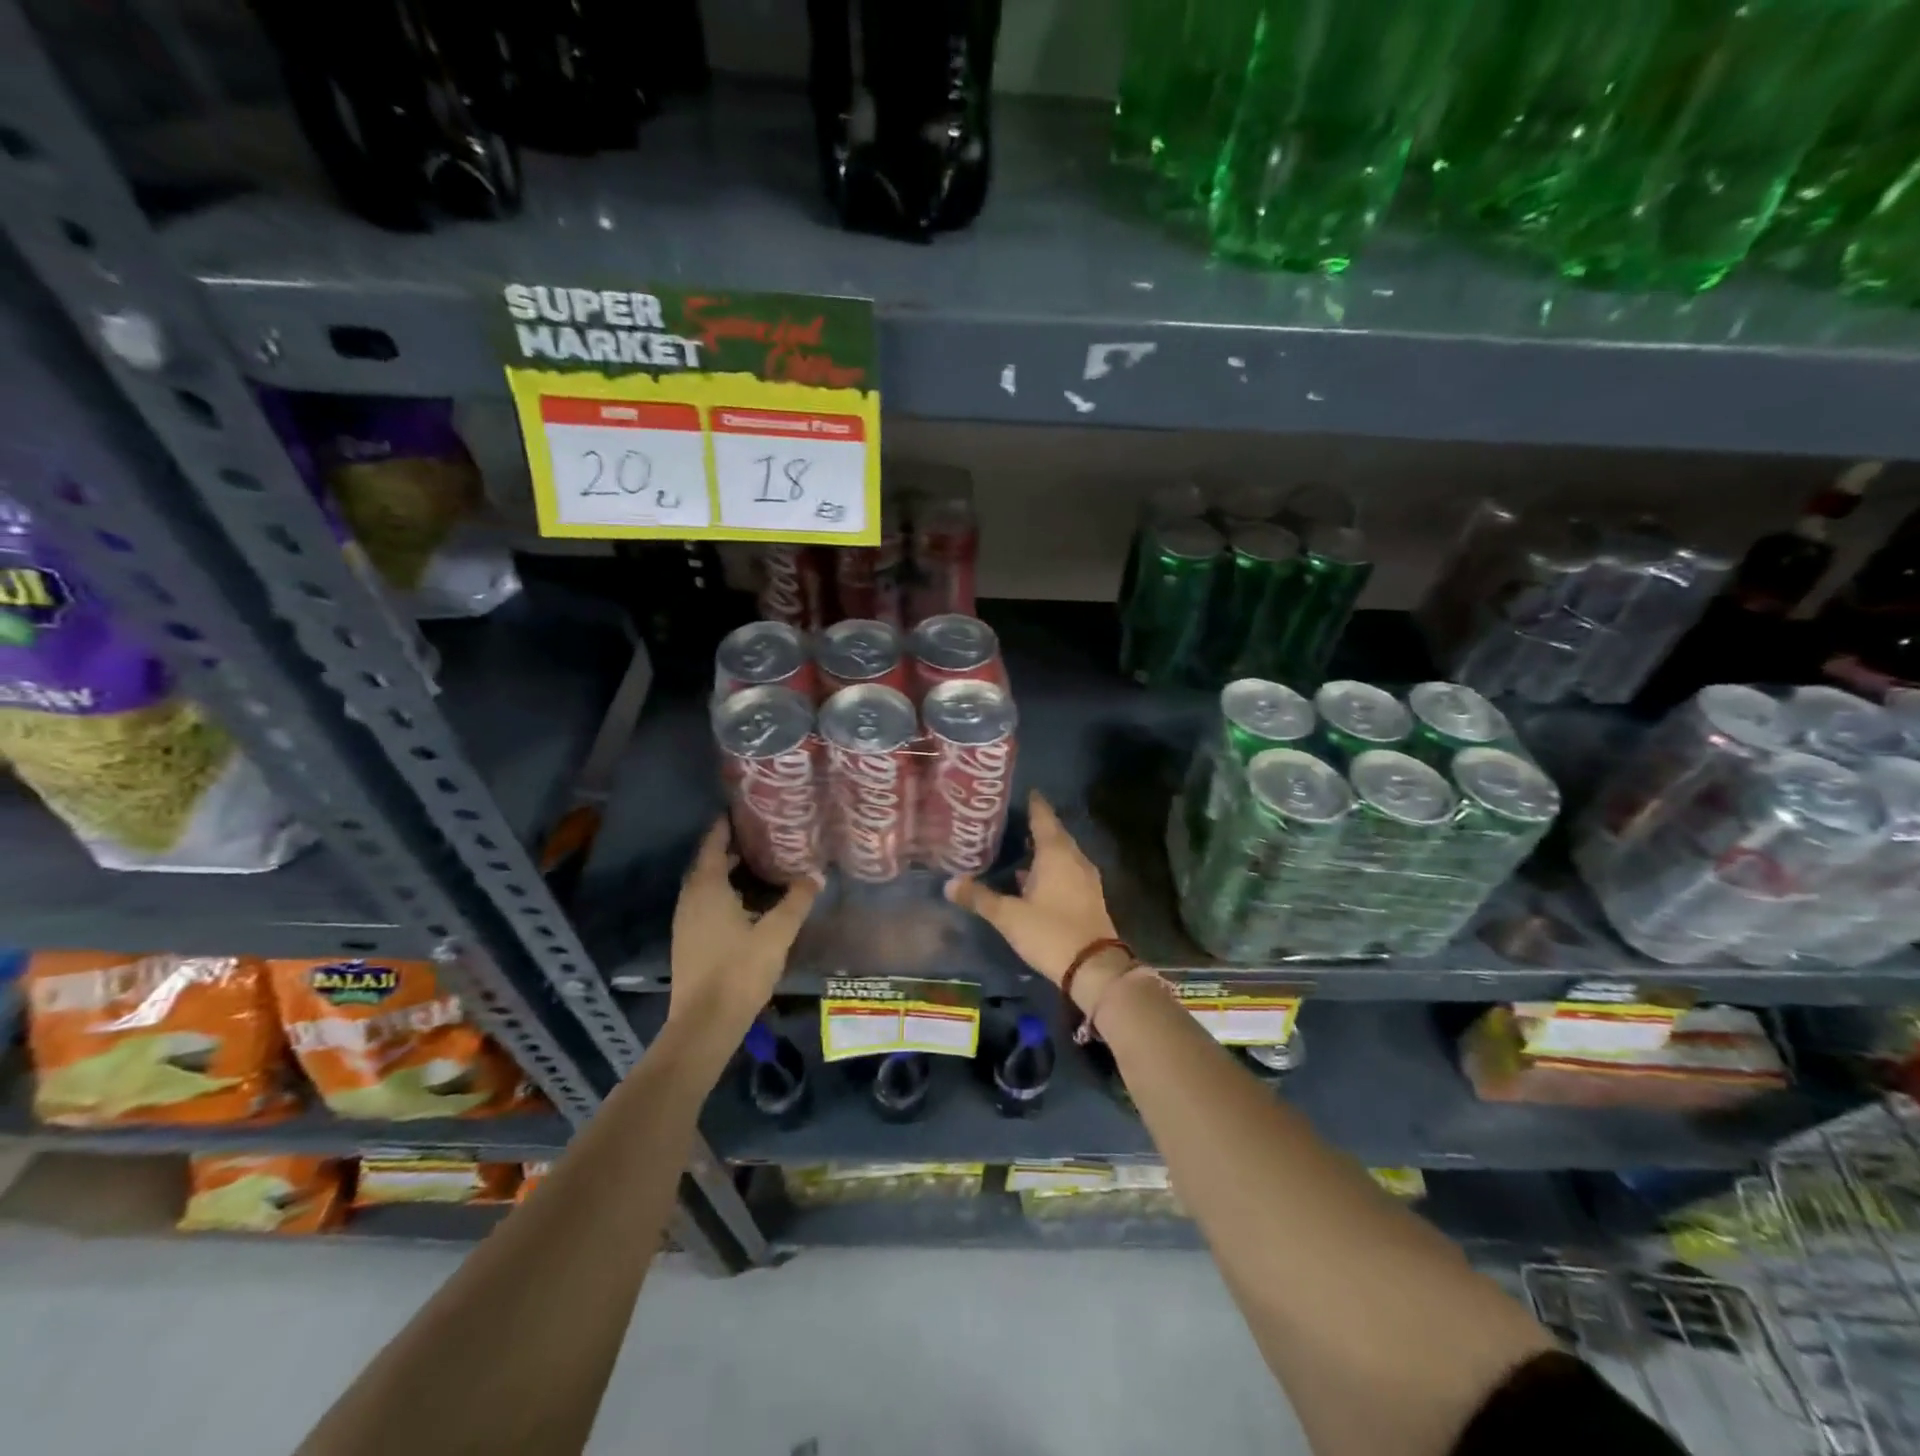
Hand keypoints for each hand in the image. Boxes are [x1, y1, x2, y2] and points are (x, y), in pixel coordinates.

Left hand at [668, 818, 818, 1040]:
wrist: (705, 1023)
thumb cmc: (739, 970)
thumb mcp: (777, 933)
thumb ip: (796, 901)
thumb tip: (816, 875)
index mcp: (707, 889)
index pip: (712, 845)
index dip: (724, 827)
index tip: (741, 811)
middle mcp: (690, 899)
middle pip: (707, 864)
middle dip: (729, 848)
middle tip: (759, 836)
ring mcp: (686, 922)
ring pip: (705, 887)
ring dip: (726, 873)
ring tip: (756, 865)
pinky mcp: (688, 942)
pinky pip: (705, 905)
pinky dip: (723, 894)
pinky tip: (746, 904)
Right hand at [945, 792, 1122, 1000]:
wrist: (1094, 967)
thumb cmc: (1050, 932)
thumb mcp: (1009, 916)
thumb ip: (980, 897)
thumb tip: (949, 883)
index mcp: (1056, 853)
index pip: (1043, 816)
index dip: (1032, 803)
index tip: (1021, 791)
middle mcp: (1073, 858)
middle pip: (1054, 833)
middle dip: (1035, 825)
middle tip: (1010, 819)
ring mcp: (1085, 877)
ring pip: (1062, 853)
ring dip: (1043, 848)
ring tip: (1017, 845)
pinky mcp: (1088, 896)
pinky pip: (1067, 870)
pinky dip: (1050, 867)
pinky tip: (1032, 878)